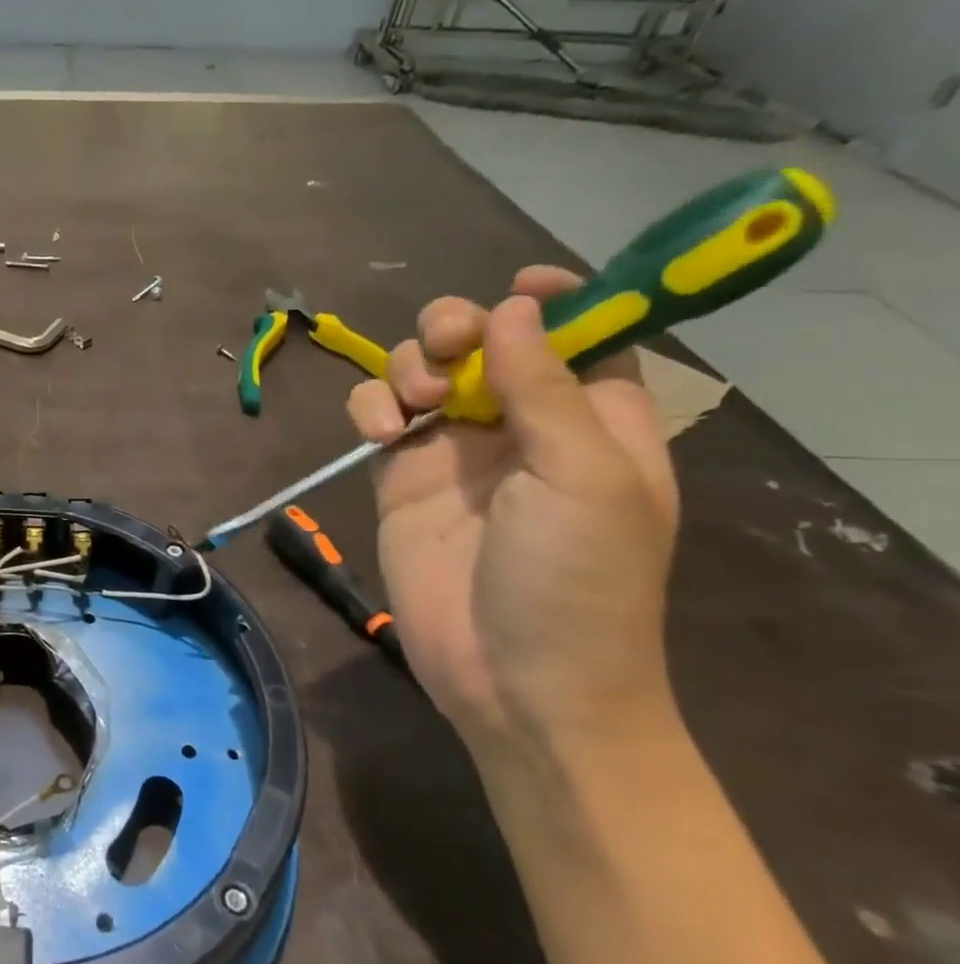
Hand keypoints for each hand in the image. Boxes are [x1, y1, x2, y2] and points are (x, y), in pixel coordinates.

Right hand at [346, 268, 679, 754]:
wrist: (511, 678)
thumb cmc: (575, 581)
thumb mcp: (584, 479)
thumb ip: (546, 388)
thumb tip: (516, 307)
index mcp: (593, 419)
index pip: (581, 334)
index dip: (557, 300)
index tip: (521, 286)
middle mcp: (521, 423)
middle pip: (485, 340)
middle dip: (459, 327)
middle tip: (448, 345)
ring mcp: (454, 450)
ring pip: (422, 370)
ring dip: (410, 366)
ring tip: (414, 405)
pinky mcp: (400, 476)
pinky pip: (378, 415)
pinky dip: (370, 407)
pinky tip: (379, 430)